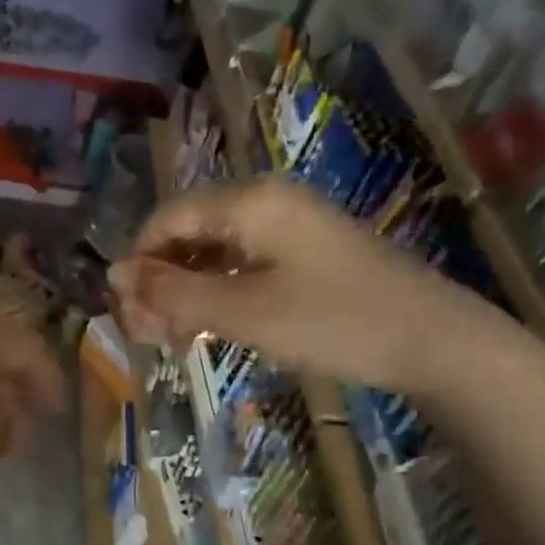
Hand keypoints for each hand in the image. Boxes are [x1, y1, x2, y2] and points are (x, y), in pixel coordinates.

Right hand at [107, 178, 516, 393]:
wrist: (432, 341)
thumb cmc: (335, 322)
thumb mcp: (244, 311)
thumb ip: (174, 293)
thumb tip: (112, 274)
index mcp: (250, 202)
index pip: (167, 219)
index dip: (138, 264)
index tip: (127, 316)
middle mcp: (265, 203)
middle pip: (187, 234)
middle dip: (159, 284)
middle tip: (150, 339)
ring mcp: (287, 229)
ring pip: (211, 254)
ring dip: (184, 295)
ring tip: (174, 342)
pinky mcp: (301, 256)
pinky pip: (239, 267)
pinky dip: (215, 297)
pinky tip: (208, 329)